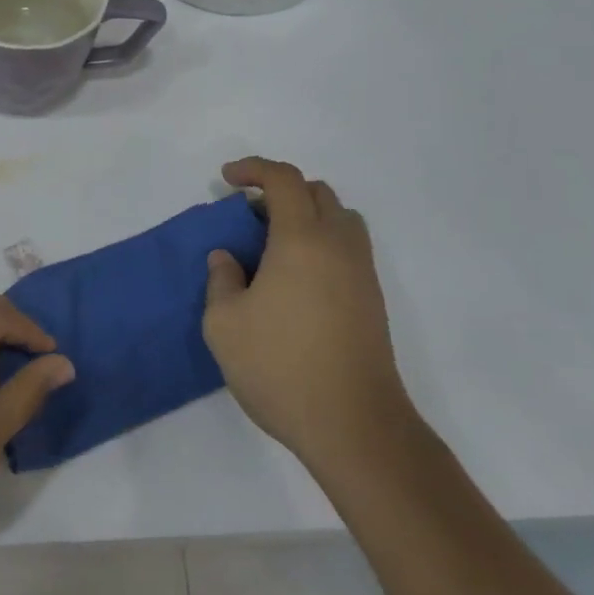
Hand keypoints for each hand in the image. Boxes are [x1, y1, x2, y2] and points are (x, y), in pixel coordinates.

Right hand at [203, 157, 414, 482]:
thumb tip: (228, 258)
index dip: (254, 169)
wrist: (354, 425)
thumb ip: (221, 280)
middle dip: (279, 190)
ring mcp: (361, 273)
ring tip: (272, 245)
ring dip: (305, 216)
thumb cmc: (280, 367)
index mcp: (302, 240)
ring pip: (339, 218)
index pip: (284, 180)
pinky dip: (320, 242)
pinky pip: (346, 248)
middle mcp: (338, 245)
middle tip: (247, 215)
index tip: (227, 179)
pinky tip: (293, 279)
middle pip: (317, 192)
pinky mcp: (372, 300)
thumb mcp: (224, 324)